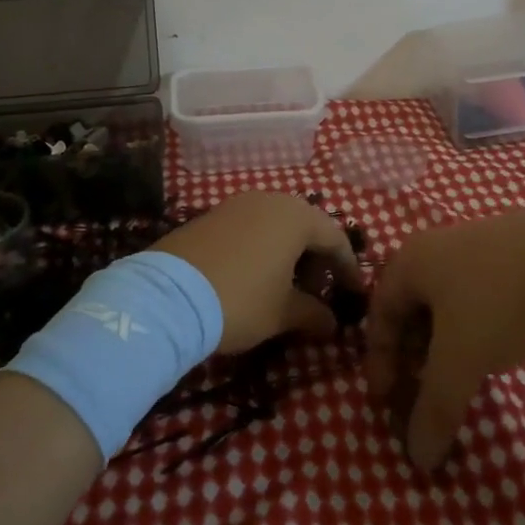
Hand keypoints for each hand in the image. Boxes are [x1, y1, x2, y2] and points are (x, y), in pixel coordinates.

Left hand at [155, 192, 363, 353]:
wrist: (168, 296)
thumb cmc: (240, 299)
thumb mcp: (283, 313)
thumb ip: (314, 314)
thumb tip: (332, 323)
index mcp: (295, 216)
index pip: (335, 238)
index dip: (348, 269)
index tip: (356, 295)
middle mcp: (269, 200)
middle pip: (306, 227)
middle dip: (317, 261)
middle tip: (319, 294)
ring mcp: (237, 204)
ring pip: (276, 226)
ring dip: (289, 255)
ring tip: (286, 288)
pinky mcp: (211, 215)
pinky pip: (251, 229)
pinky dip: (262, 250)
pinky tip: (255, 277)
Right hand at [366, 202, 524, 471]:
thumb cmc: (498, 300)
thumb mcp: (461, 361)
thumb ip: (435, 409)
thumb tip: (418, 459)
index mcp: (410, 262)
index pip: (379, 314)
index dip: (379, 362)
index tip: (387, 403)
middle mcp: (434, 247)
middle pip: (409, 306)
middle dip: (411, 354)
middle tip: (420, 391)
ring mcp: (473, 245)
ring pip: (444, 301)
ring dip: (441, 342)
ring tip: (456, 375)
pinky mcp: (508, 252)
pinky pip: (473, 294)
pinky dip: (471, 327)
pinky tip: (492, 347)